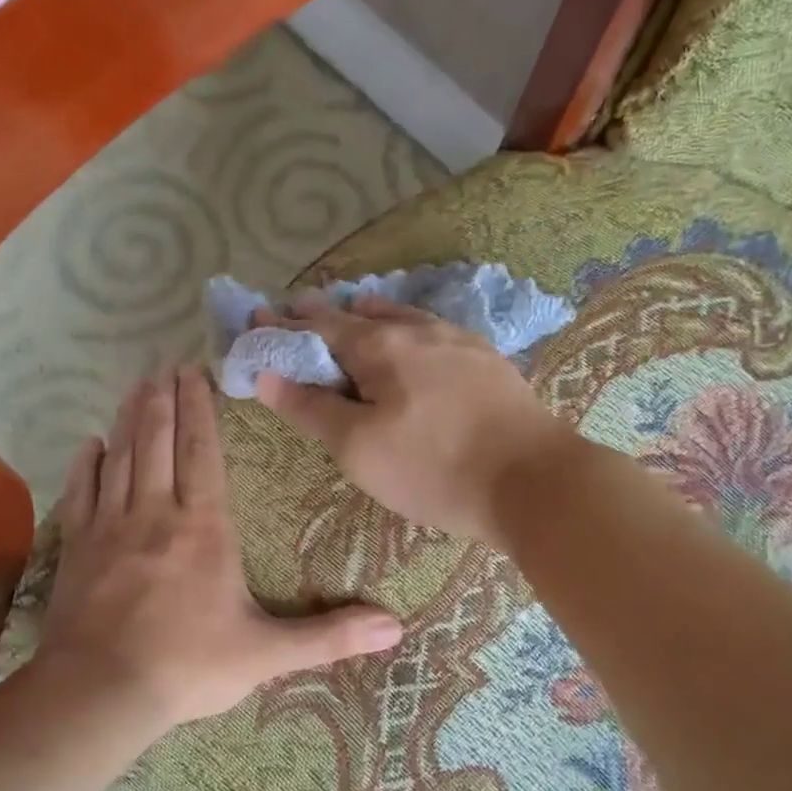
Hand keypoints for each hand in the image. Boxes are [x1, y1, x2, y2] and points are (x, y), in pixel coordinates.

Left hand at [35, 367, 403, 727]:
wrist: (101, 693)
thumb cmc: (190, 666)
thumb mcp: (268, 654)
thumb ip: (329, 637)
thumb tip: (395, 628)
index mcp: (204, 528)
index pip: (202, 453)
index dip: (199, 410)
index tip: (195, 371)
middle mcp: (156, 514)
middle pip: (158, 442)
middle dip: (163, 400)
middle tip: (164, 365)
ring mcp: (110, 528)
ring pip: (121, 457)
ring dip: (129, 419)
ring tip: (136, 387)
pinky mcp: (78, 548)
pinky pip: (82, 492)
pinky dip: (87, 464)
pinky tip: (90, 444)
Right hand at [253, 295, 574, 546]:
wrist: (532, 481)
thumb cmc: (433, 468)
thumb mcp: (358, 448)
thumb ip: (311, 408)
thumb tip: (265, 374)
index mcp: (380, 347)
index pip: (320, 327)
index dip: (286, 325)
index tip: (259, 318)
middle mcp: (418, 331)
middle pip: (361, 316)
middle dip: (325, 315)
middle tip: (299, 311)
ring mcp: (460, 342)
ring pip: (404, 317)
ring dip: (372, 313)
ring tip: (356, 309)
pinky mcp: (489, 362)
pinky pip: (435, 332)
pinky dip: (410, 328)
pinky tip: (418, 338)